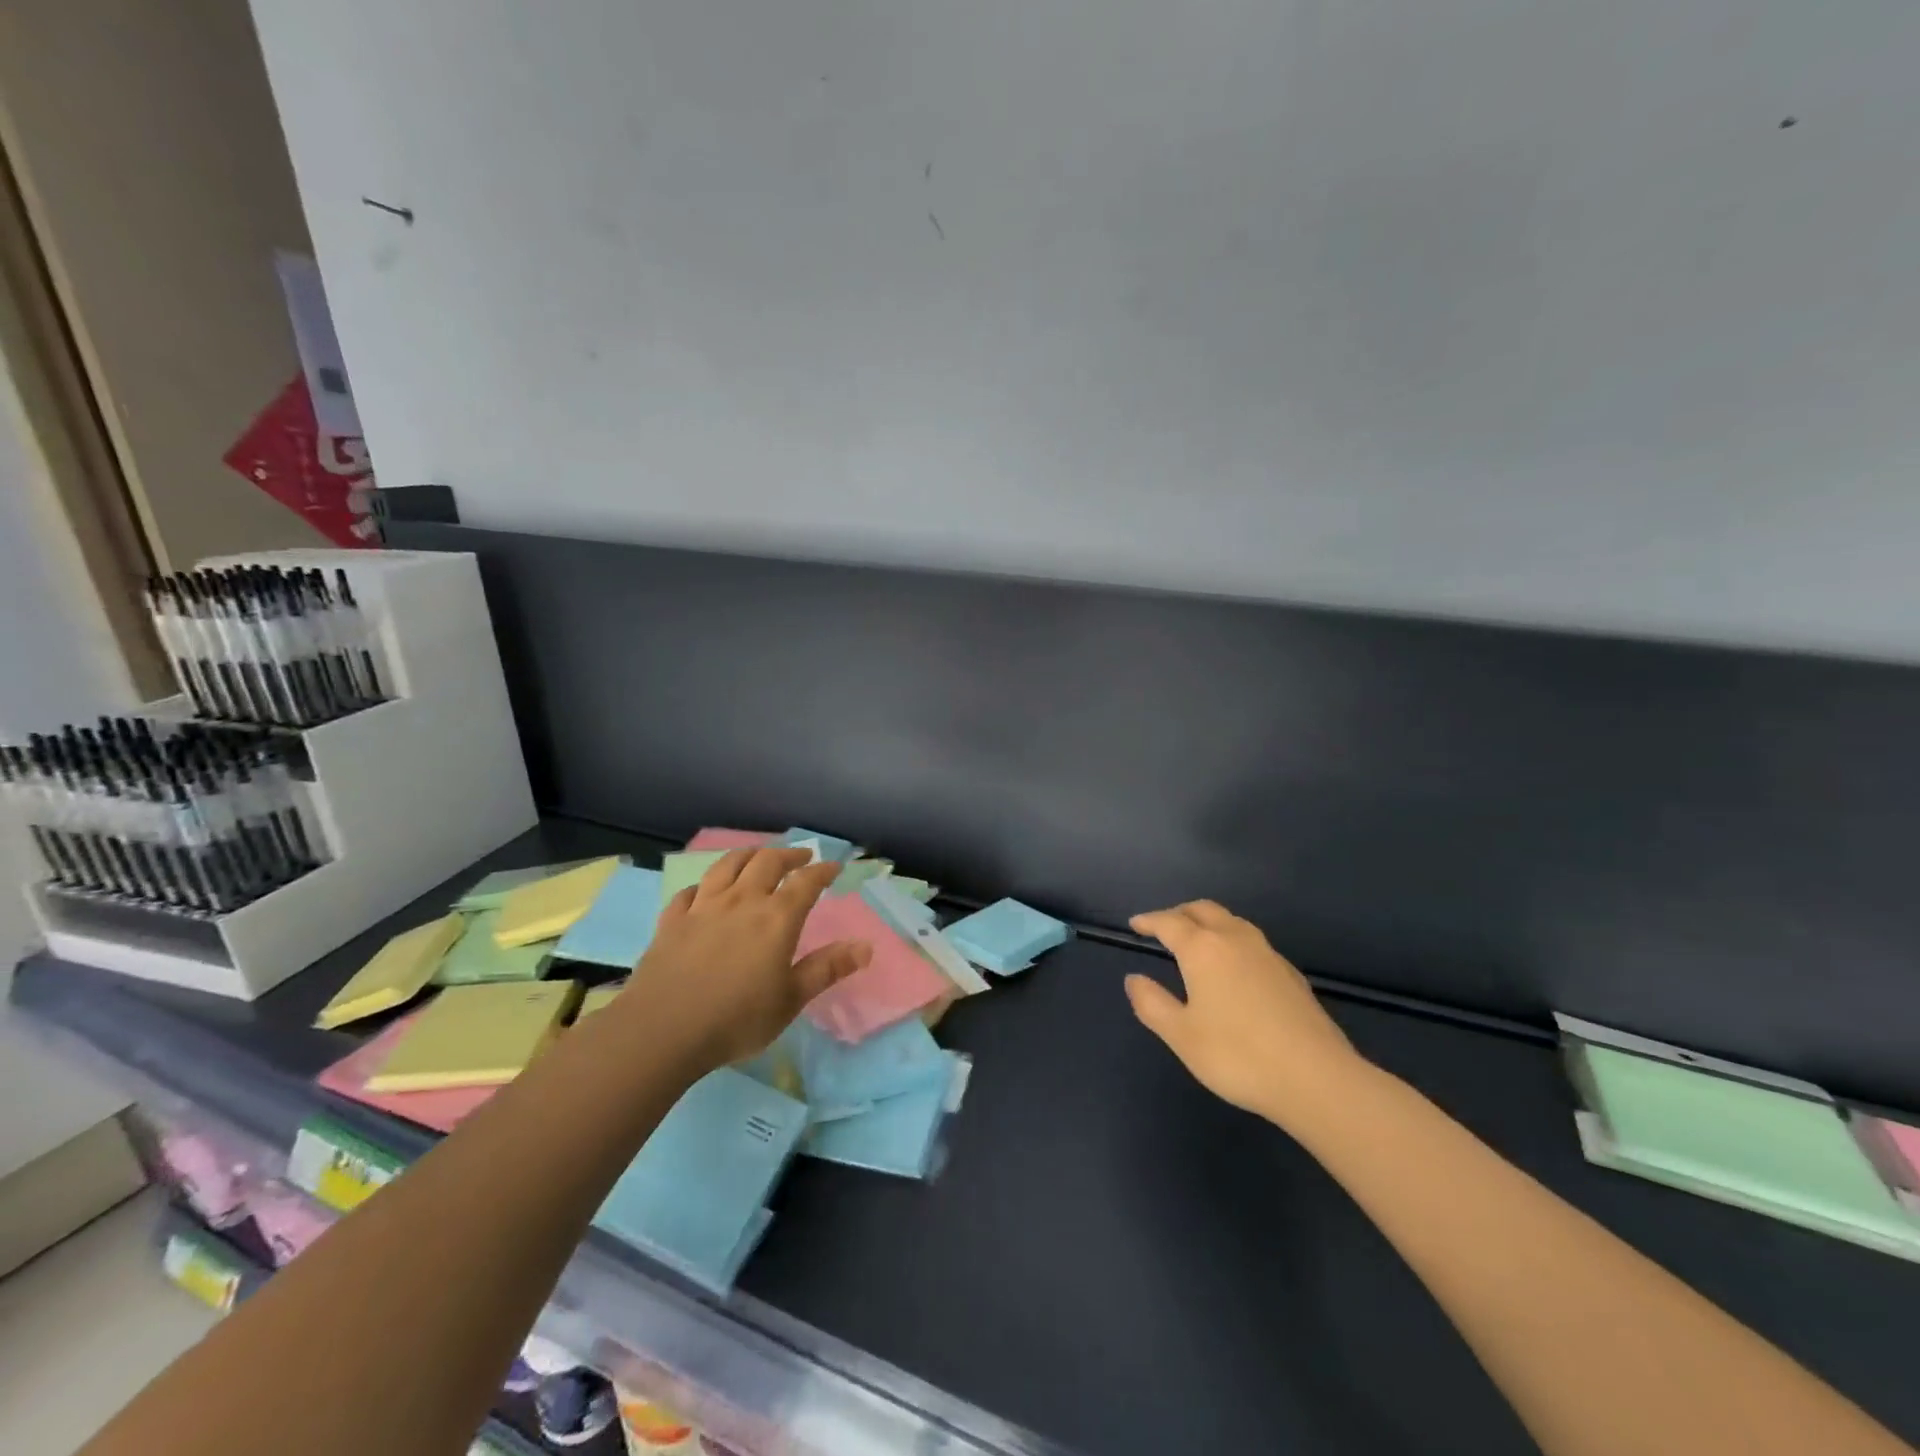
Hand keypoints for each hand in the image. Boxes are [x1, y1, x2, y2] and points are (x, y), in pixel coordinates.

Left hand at [629, 848, 870, 1071]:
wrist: (662, 1031)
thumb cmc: (737, 1019)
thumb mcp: (791, 999)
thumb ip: (827, 969)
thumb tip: (866, 946)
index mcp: (776, 918)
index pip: (806, 882)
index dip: (822, 871)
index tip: (834, 866)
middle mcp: (742, 901)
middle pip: (767, 862)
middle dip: (788, 855)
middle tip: (801, 857)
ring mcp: (703, 907)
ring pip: (728, 866)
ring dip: (748, 855)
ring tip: (758, 856)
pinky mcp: (672, 921)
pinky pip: (690, 891)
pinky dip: (704, 885)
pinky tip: (705, 891)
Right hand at [1126, 900, 1363, 1123]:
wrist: (1316, 1079)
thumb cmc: (1237, 1055)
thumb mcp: (1181, 1035)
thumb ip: (1152, 1003)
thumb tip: (1134, 979)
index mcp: (1203, 949)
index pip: (1169, 922)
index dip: (1149, 921)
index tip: (1135, 925)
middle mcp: (1235, 940)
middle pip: (1203, 910)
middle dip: (1180, 913)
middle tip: (1163, 926)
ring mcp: (1268, 954)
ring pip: (1232, 921)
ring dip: (1209, 922)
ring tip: (1197, 941)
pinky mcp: (1291, 974)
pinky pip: (1252, 942)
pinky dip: (1232, 941)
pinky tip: (1235, 968)